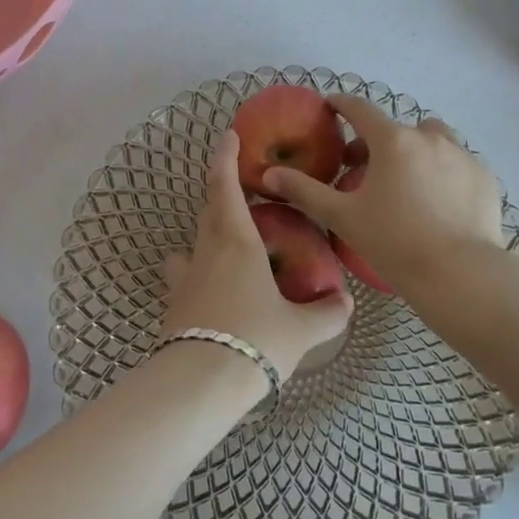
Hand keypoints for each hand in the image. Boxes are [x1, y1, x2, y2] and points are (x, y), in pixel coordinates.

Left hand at [162, 130, 352, 380]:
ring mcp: (184, 277)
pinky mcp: (173, 304)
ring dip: (208, 233)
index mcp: (237, 242)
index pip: (225, 186)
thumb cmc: (255, 340)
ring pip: (193, 242)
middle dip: (222, 193)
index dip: (225, 157)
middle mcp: (206, 251)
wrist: (198, 384)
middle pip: (209, 209)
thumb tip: (345, 302)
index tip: (228, 135)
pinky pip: (185, 274)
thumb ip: (327, 313)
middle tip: (241, 189)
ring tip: (228, 243)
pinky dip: (198, 270)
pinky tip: (214, 289)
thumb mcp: (301, 330)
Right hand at [261, 95, 505, 291]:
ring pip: (433, 138)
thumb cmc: (395, 242)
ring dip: (416, 149)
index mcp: (392, 140)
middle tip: (363, 169)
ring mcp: (462, 155)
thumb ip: (304, 191)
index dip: (342, 105)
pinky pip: (458, 162)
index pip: (360, 109)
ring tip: (407, 180)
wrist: (461, 276)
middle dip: (377, 140)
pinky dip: (444, 170)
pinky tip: (439, 200)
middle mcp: (429, 137)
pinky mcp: (485, 177)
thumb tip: (269, 175)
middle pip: (396, 127)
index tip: (331, 106)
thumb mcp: (343, 217)